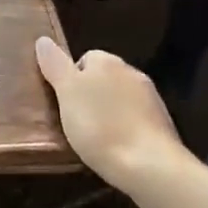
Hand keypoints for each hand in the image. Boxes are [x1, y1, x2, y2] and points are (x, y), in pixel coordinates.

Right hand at [35, 38, 193, 194]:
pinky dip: (127, 130)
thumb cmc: (101, 127)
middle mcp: (131, 72)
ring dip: (110, 113)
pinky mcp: (164, 125)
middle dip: (91, 96)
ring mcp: (151, 99)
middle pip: (103, 78)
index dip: (71, 80)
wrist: (151, 167)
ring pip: (121, 100)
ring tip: (96, 139)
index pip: (83, 59)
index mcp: (106, 61)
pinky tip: (118, 149)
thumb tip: (43, 40)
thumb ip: (55, 65)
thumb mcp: (67, 93)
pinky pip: (136, 120)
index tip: (64, 103)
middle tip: (76, 121)